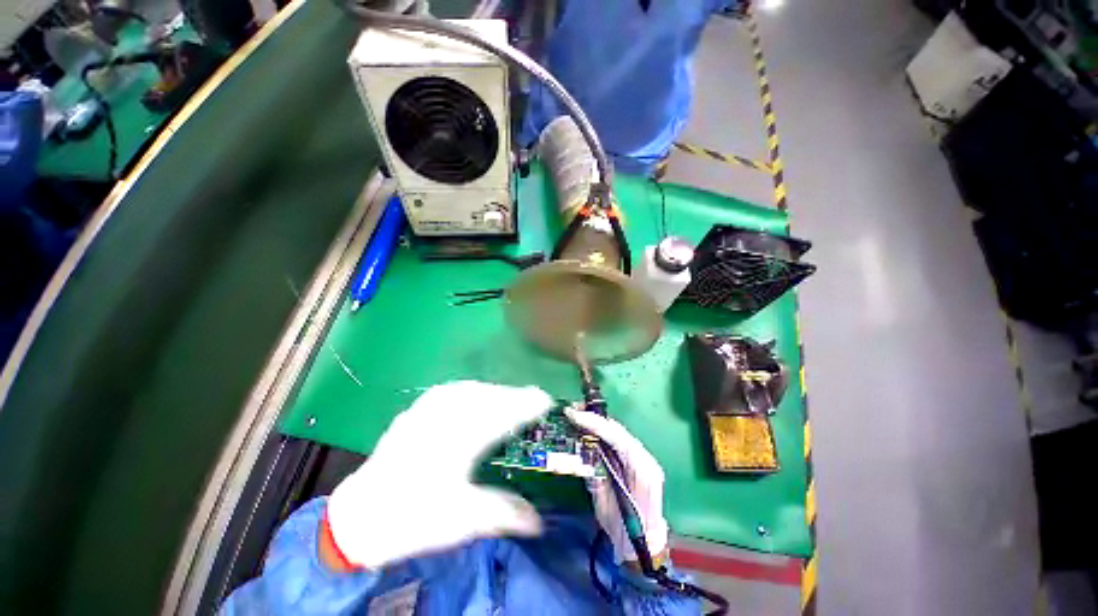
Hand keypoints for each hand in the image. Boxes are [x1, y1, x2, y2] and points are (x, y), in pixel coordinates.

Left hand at [326, 381, 553, 569]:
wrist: (360, 517)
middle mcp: (444, 417)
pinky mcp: (416, 411)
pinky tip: (476, 395)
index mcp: (459, 440)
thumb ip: (505, 513)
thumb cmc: (414, 518)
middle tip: (534, 400)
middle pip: (489, 396)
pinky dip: (472, 391)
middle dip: (515, 396)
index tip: (547, 401)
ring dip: (495, 392)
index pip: (503, 413)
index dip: (527, 404)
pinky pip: (452, 391)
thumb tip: (539, 522)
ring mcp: (427, 410)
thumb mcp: (463, 520)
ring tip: (510, 399)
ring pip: (471, 390)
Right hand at [564, 407, 668, 564]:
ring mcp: (644, 458)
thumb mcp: (603, 504)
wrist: (644, 546)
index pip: (616, 437)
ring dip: (598, 423)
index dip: (595, 424)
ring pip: (619, 433)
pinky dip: (603, 433)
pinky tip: (590, 429)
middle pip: (618, 430)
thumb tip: (582, 453)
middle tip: (573, 411)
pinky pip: (618, 441)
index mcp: (641, 469)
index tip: (575, 415)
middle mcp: (645, 458)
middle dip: (595, 418)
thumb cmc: (624, 530)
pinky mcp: (639, 460)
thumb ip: (595, 476)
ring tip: (579, 416)